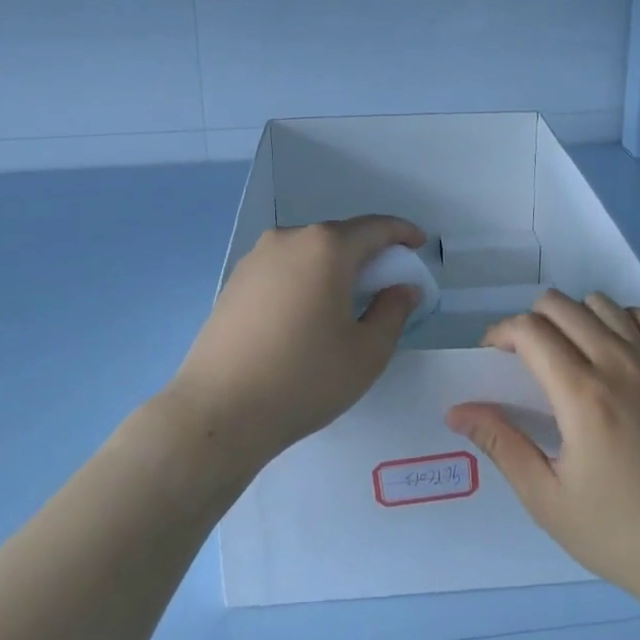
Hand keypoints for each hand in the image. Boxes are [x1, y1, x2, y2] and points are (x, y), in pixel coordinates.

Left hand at [166, 216, 427, 473]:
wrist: (219, 411)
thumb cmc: (304, 378)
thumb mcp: (367, 352)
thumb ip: (393, 311)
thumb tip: (403, 287)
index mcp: (326, 247)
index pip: (375, 228)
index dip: (403, 233)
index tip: (420, 244)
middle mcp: (290, 239)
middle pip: (340, 236)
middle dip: (367, 253)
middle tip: (386, 281)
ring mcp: (257, 258)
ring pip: (309, 251)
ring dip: (334, 266)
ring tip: (346, 299)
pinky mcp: (235, 280)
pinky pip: (283, 268)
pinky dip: (305, 278)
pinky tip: (307, 312)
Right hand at [447, 289, 639, 616]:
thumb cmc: (618, 534)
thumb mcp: (547, 499)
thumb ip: (501, 445)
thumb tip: (457, 411)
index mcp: (582, 394)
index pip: (530, 330)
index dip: (500, 334)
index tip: (492, 359)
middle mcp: (617, 365)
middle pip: (560, 304)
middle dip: (530, 321)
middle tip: (523, 361)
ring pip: (601, 303)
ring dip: (574, 317)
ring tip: (566, 356)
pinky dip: (628, 319)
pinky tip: (616, 348)